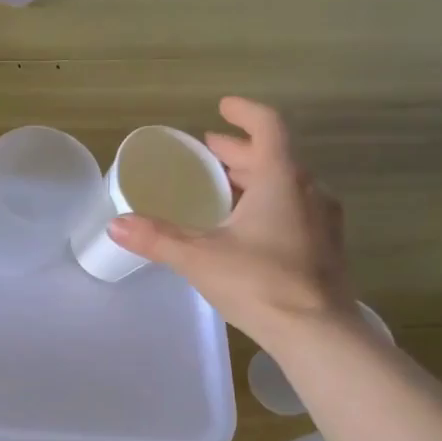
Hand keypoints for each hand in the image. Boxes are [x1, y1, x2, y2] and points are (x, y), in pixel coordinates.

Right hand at [108, 97, 354, 348]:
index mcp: (281, 180)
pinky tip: (251, 228)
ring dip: (256, 178)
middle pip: (275, 157)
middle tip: (211, 152)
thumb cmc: (259, 283)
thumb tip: (115, 224)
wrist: (318, 332)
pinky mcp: (326, 247)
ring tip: (226, 187)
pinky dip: (271, 203)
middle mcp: (308, 191)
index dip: (244, 113)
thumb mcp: (199, 258)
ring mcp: (322, 220)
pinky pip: (296, 209)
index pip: (268, 128)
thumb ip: (157, 239)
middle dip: (240, 151)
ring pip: (287, 184)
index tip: (222, 108)